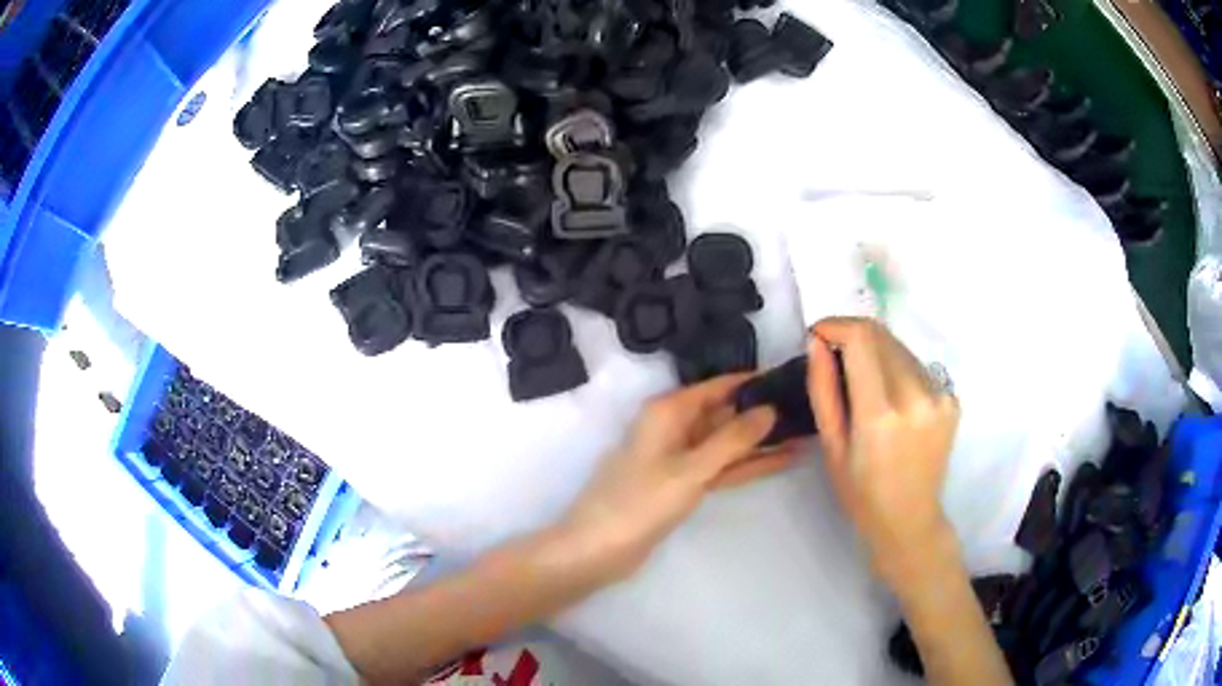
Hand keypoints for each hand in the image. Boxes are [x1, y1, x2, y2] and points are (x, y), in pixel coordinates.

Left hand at [560, 376, 800, 582]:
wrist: (597, 549)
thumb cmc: (640, 502)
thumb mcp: (690, 469)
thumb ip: (732, 439)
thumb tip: (770, 409)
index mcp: (668, 411)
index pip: (719, 386)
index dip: (754, 382)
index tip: (792, 378)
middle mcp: (675, 427)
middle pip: (726, 413)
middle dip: (764, 413)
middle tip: (809, 410)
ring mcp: (680, 458)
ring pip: (727, 443)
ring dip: (761, 442)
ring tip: (806, 434)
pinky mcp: (683, 484)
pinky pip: (721, 468)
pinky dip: (748, 465)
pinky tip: (782, 461)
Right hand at [806, 317, 959, 586]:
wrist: (910, 520)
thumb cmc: (861, 493)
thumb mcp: (831, 446)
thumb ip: (823, 389)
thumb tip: (817, 341)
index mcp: (881, 413)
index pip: (861, 338)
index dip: (835, 325)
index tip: (818, 334)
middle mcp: (917, 396)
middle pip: (881, 335)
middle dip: (852, 335)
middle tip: (834, 356)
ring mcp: (940, 396)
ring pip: (900, 346)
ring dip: (875, 351)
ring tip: (862, 381)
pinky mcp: (952, 398)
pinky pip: (916, 365)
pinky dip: (896, 368)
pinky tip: (890, 397)